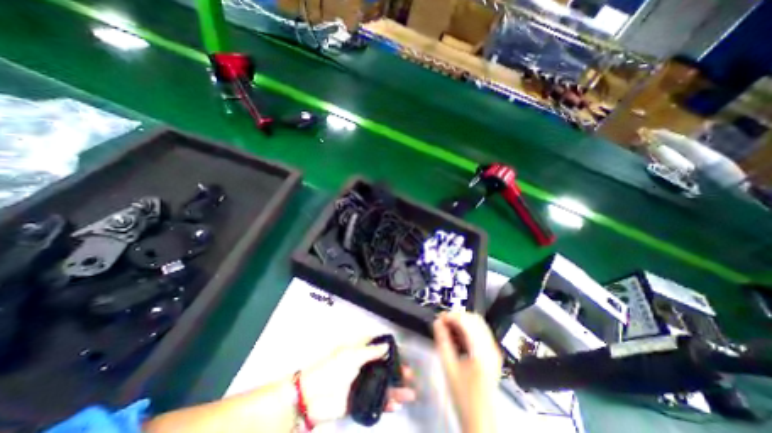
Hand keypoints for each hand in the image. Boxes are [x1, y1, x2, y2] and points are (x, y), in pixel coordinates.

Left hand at [298, 338, 416, 422]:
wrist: (311, 397)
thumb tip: (387, 345)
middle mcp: (362, 365)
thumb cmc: (331, 369)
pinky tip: (395, 405)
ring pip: (382, 384)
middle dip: (396, 370)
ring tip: (409, 393)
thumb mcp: (351, 356)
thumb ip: (371, 352)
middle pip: (383, 366)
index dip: (390, 349)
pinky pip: (375, 400)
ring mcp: (361, 383)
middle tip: (409, 374)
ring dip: (395, 388)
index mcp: (358, 351)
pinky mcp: (359, 400)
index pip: (378, 347)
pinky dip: (386, 403)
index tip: (403, 353)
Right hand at [433, 313, 500, 430]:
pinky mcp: (493, 354)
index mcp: (481, 350)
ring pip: (478, 324)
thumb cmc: (463, 396)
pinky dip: (468, 329)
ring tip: (448, 329)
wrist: (481, 421)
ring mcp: (494, 350)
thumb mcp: (449, 367)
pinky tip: (457, 337)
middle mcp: (491, 346)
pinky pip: (480, 332)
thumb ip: (442, 341)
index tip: (438, 319)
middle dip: (457, 316)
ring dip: (462, 322)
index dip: (450, 315)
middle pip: (474, 318)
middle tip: (442, 323)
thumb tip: (437, 322)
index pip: (466, 320)